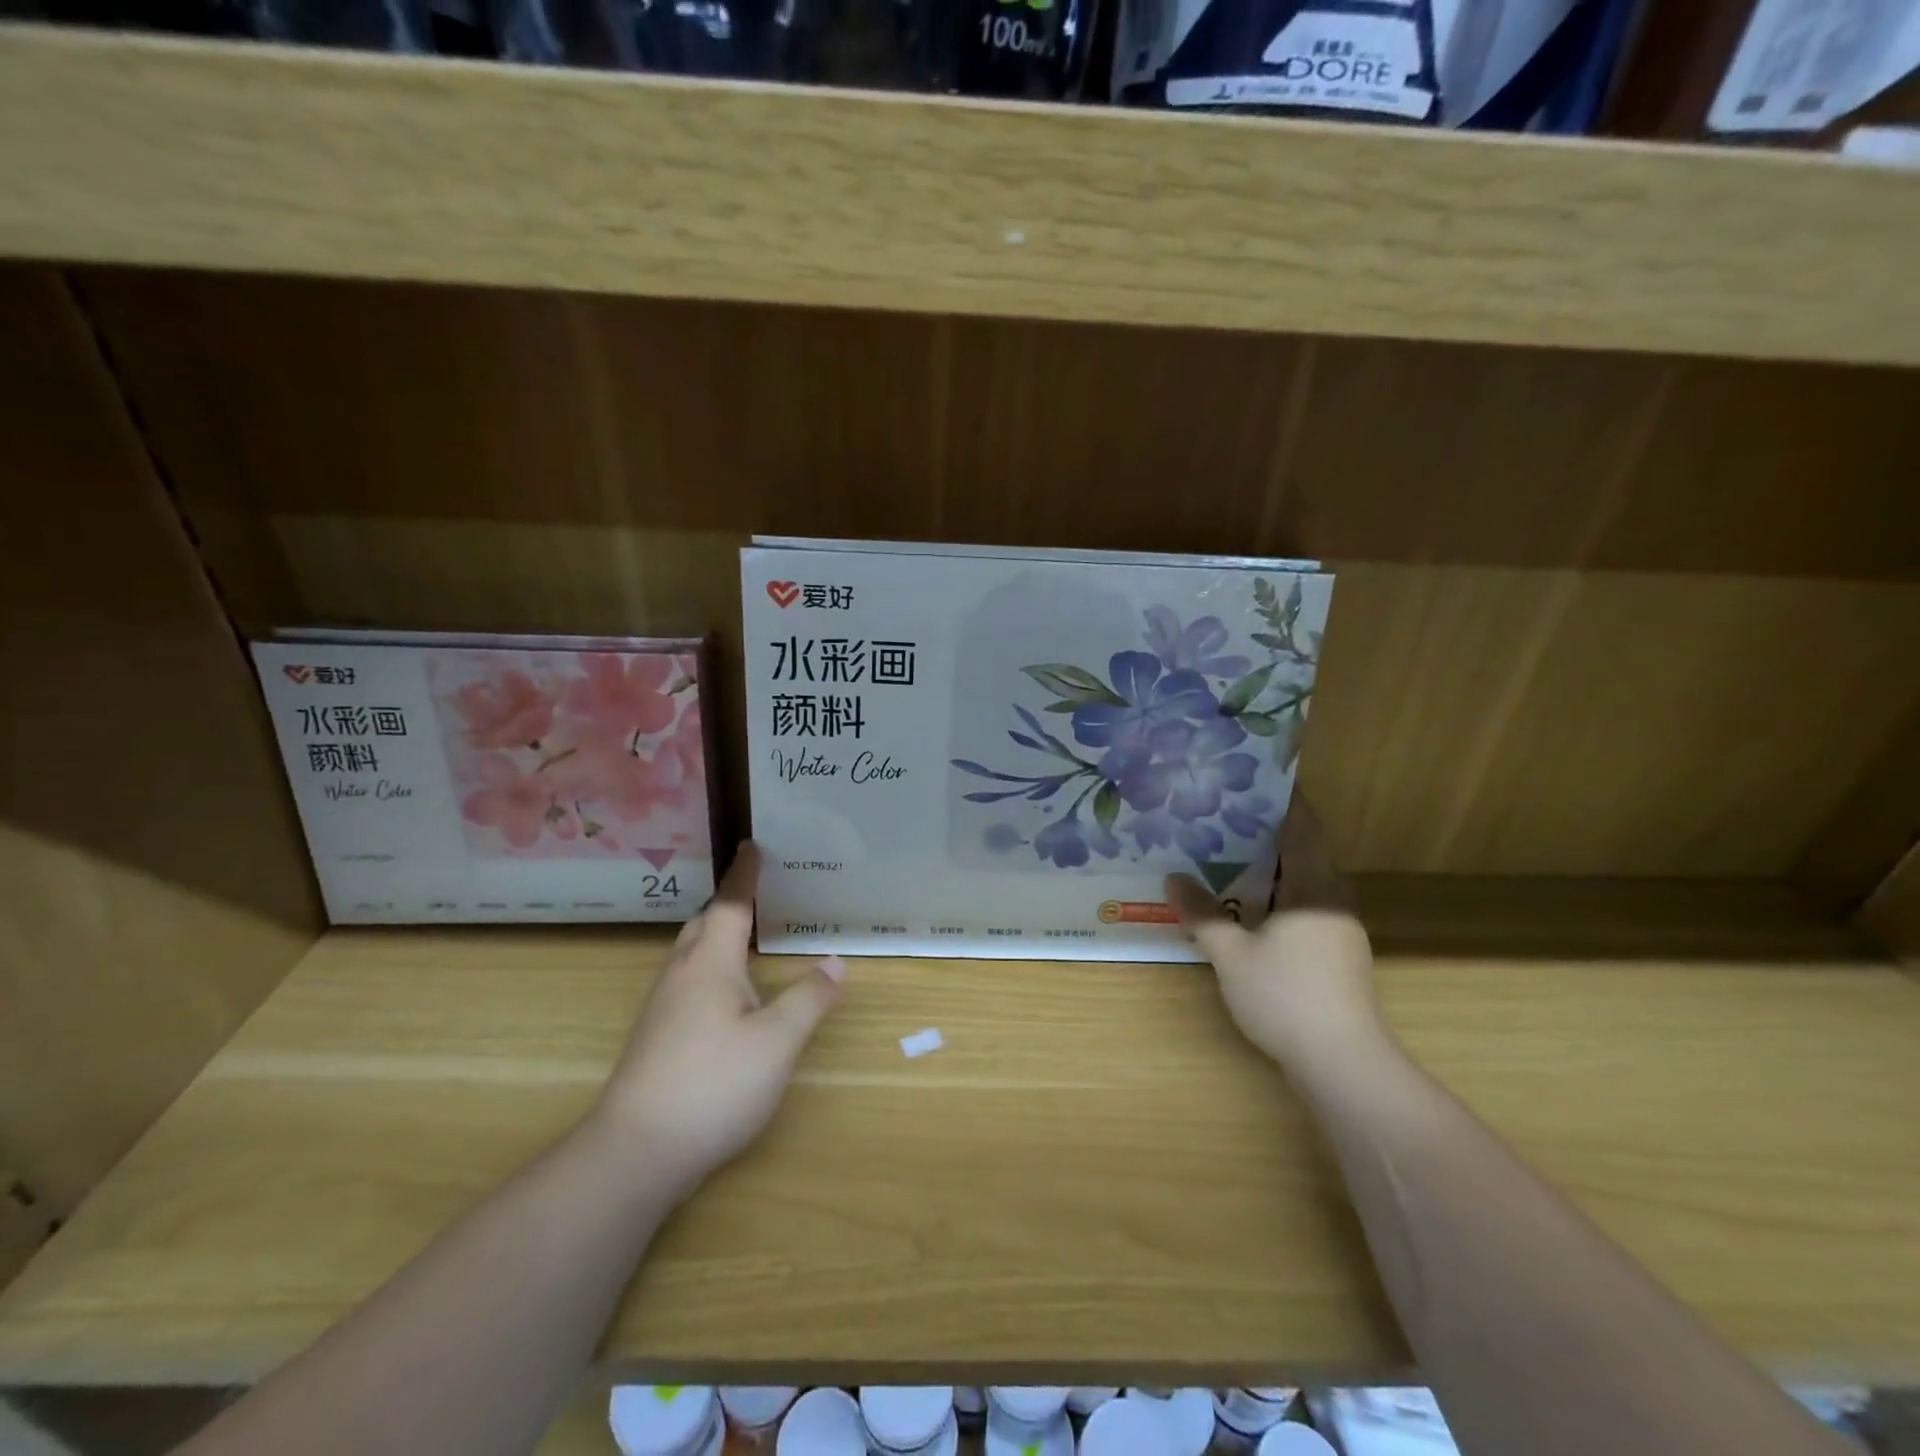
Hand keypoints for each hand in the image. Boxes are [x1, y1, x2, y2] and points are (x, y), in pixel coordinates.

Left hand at [589, 843, 843, 1198]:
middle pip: (702, 924)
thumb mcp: (777, 1041)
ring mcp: (663, 1008)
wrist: (635, 1153)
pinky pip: (687, 979)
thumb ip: (808, 998)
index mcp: (709, 963)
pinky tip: (725, 993)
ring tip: (744, 935)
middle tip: (756, 890)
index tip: (752, 846)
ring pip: (690, 953)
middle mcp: (681, 975)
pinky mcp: (657, 1037)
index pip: (729, 905)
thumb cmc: (713, 1085)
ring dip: (715, 934)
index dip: (745, 875)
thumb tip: (834, 962)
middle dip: (727, 903)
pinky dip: (709, 965)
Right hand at [1166, 799, 1383, 1075]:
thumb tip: (1174, 878)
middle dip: (1269, 833)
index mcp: (1314, 887)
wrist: (1342, 1063)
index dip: (1284, 801)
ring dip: (1273, 868)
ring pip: (1306, 883)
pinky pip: (1306, 907)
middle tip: (1225, 817)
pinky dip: (1278, 896)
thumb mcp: (1231, 954)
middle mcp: (1333, 900)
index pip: (1303, 828)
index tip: (1254, 780)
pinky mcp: (1337, 955)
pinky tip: (1248, 907)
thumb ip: (1203, 914)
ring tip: (1228, 856)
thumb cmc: (1286, 996)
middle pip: (1306, 852)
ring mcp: (1339, 930)